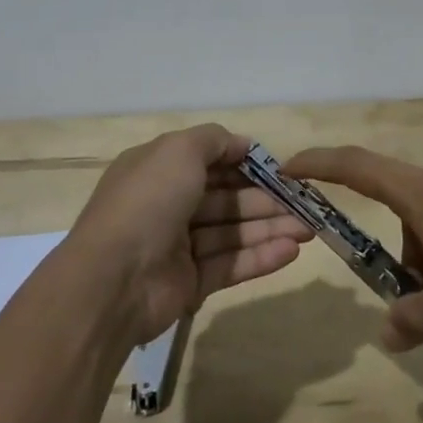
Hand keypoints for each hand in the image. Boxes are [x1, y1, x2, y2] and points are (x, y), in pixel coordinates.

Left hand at [71, 125, 311, 345]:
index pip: (209, 161)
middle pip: (226, 198)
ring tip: (309, 228)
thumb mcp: (179, 150)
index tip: (280, 168)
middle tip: (305, 203)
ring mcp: (179, 246)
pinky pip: (231, 264)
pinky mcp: (190, 282)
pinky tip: (292, 251)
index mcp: (159, 170)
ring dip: (271, 228)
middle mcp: (168, 204)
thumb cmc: (148, 201)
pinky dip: (261, 257)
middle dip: (266, 199)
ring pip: (233, 232)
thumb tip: (243, 144)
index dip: (245, 163)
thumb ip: (214, 140)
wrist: (112, 281)